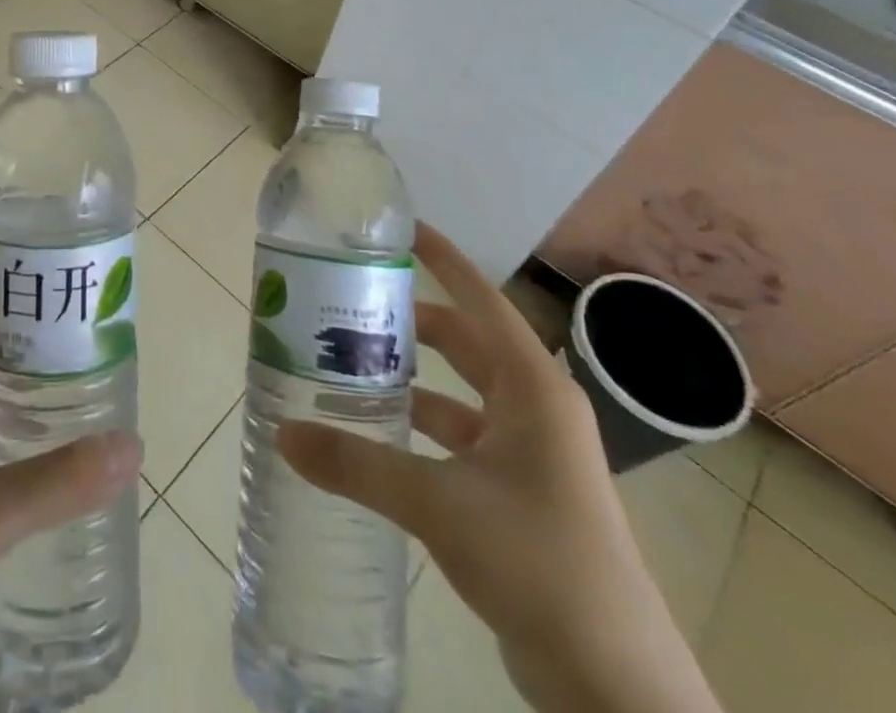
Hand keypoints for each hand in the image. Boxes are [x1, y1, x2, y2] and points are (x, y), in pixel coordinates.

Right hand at [279, 222, 720, 712]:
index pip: (481, 300)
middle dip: (411, 322)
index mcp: (532, 388)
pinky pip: (460, 439)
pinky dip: (422, 429)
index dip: (443, 260)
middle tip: (352, 303)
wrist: (613, 685)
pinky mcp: (520, 494)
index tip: (402, 228)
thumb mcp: (438, 503)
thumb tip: (282, 433)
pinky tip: (378, 434)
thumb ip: (356, 464)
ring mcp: (530, 454)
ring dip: (412, 379)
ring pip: (459, 394)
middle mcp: (534, 408)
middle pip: (465, 343)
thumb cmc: (537, 561)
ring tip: (350, 364)